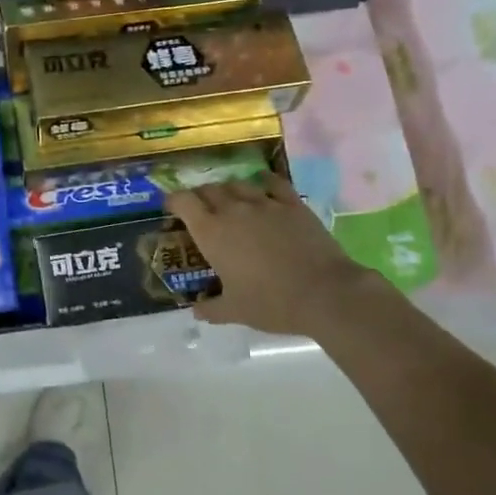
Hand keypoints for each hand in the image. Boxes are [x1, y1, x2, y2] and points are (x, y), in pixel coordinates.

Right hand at [167, 175, 394, 339]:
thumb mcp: (235, 311)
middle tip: (201, 210)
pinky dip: (263, 183)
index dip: (173, 201)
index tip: (171, 209)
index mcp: (212, 232)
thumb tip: (195, 310)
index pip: (183, 201)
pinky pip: (273, 184)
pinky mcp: (293, 204)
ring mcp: (265, 204)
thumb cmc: (271, 303)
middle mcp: (233, 210)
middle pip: (208, 190)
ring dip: (228, 190)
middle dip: (200, 197)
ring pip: (237, 184)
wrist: (324, 293)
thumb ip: (210, 308)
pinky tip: (263, 187)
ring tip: (230, 201)